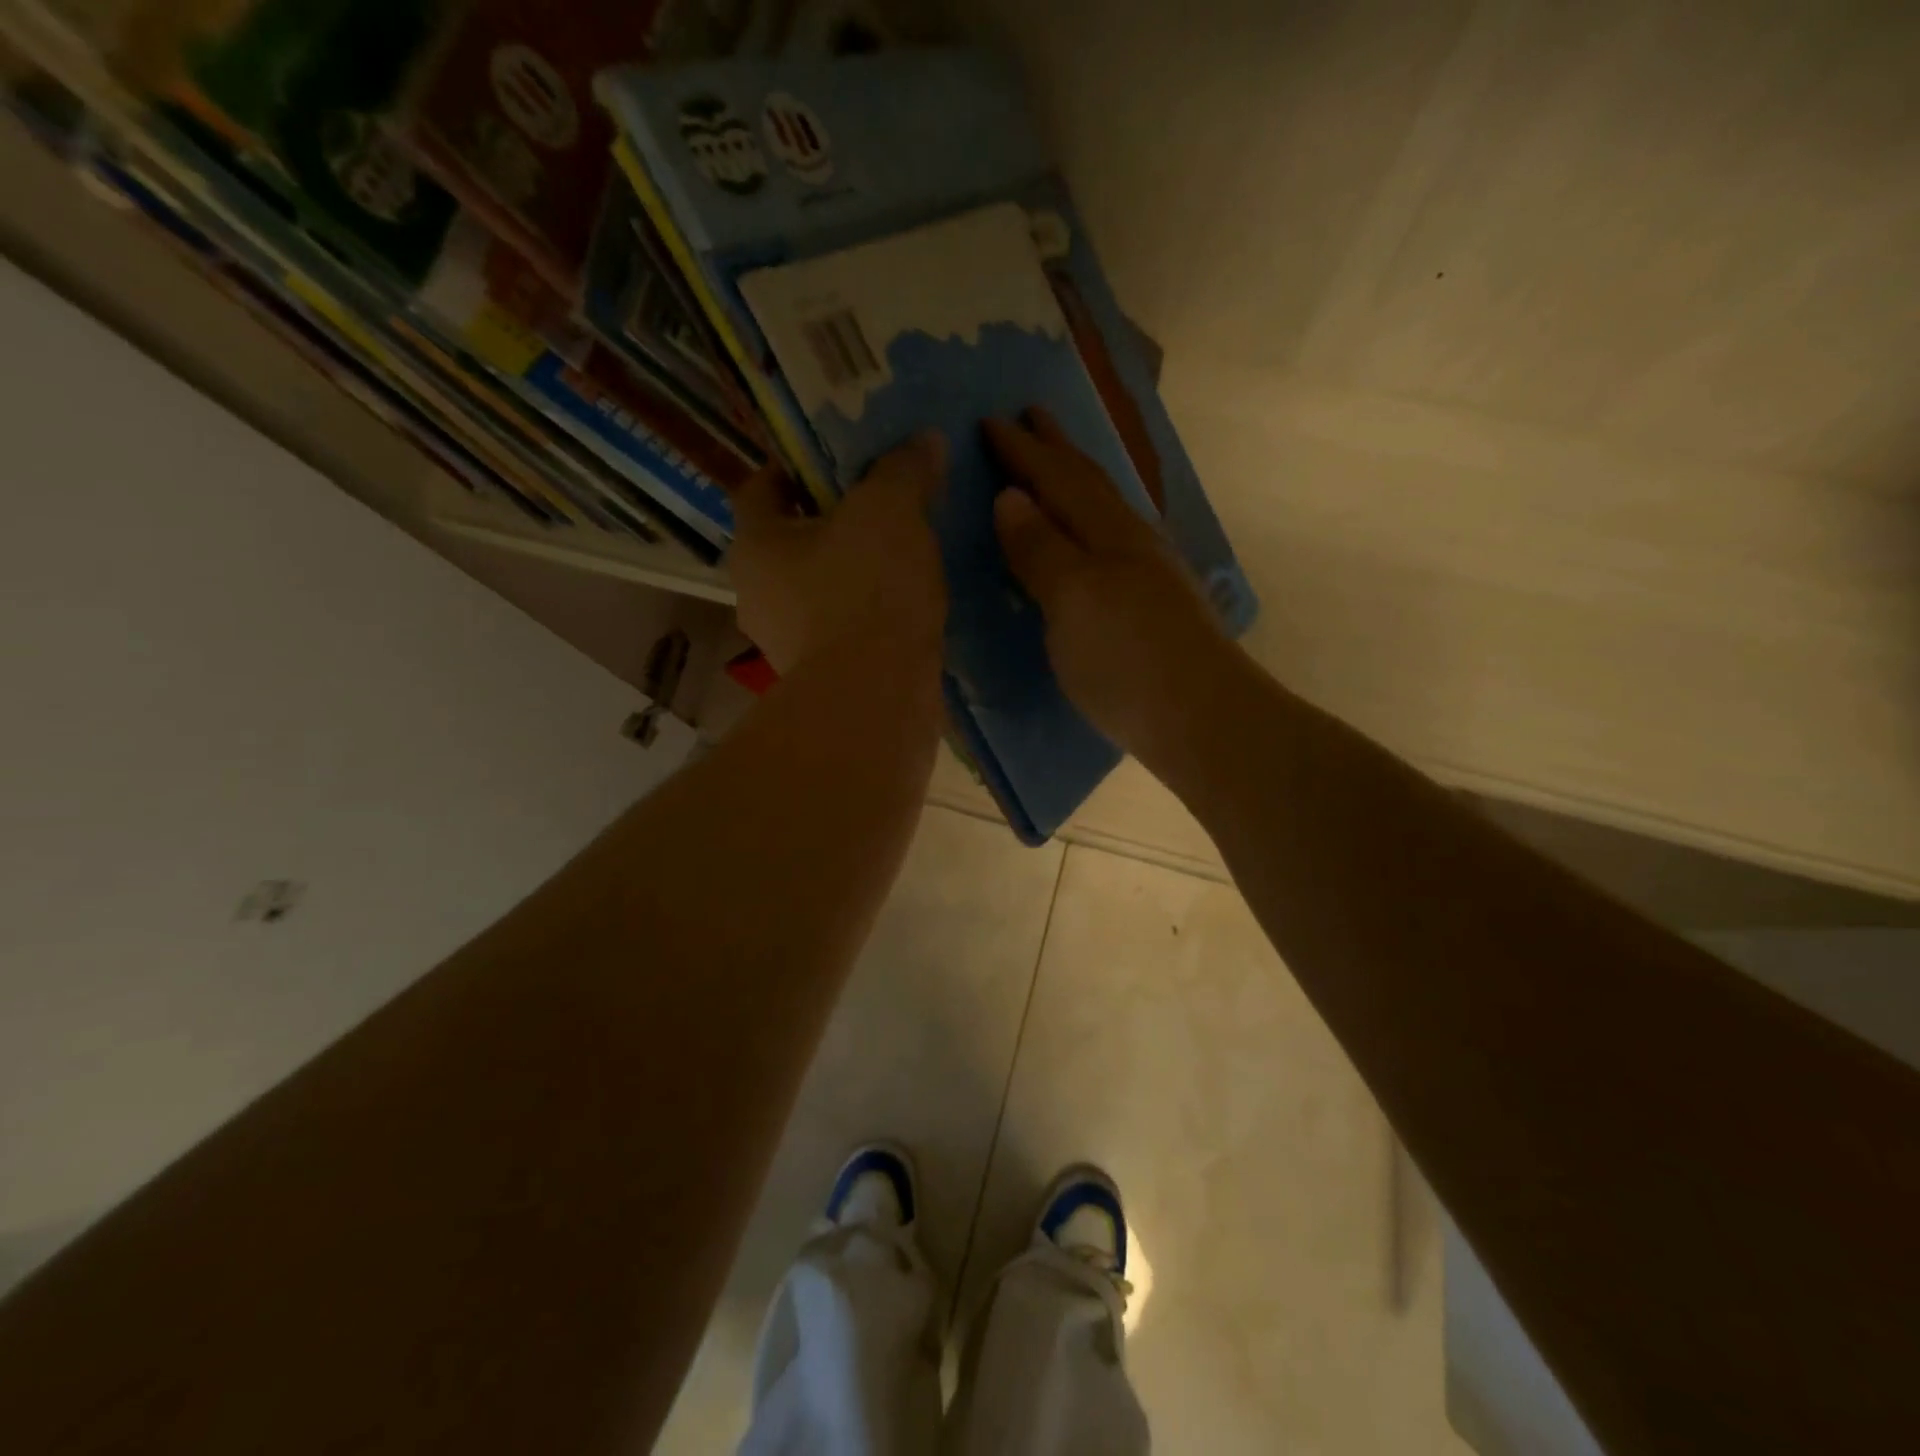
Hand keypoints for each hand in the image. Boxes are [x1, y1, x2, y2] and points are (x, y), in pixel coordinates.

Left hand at [726, 432, 948, 675]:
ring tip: (901, 556)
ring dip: (850, 572)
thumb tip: (924, 440)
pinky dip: (866, 615)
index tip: (836, 460)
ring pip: (817, 590)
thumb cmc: (866, 590)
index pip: (760, 488)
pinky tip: (905, 607)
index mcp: (755, 545)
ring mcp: (787, 644)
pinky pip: (842, 630)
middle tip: (879, 504)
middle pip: (790, 542)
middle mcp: (757, 596)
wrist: (875, 699)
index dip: (795, 467)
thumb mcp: (890, 510)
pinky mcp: (821, 680)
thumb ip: (903, 469)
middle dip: (831, 522)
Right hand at [987, 409, 1228, 755]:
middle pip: (1089, 484)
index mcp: (1107, 532)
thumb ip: (1041, 548)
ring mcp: (1150, 574)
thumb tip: (1011, 497)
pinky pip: (1113, 542)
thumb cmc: (1126, 658)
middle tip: (1030, 415)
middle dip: (1056, 449)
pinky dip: (1091, 523)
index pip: (1058, 478)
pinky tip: (1093, 538)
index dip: (1023, 451)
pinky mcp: (1156, 606)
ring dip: (1077, 481)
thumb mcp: (1073, 599)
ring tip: (1057, 466)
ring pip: (1107, 510)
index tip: (989, 420)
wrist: (1202, 719)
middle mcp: (1132, 542)